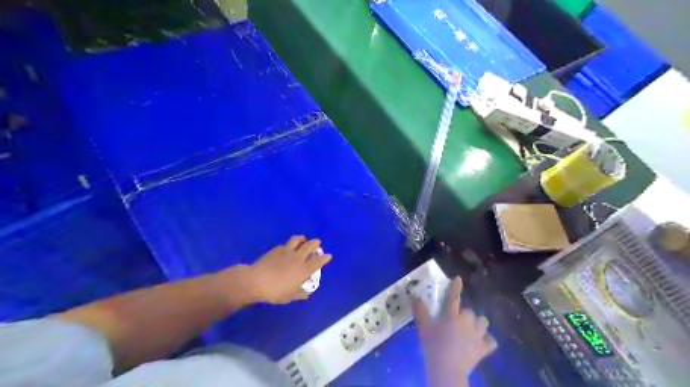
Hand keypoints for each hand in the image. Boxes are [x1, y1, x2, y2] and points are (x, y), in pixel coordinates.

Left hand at [246, 236, 330, 304]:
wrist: (256, 281)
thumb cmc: (276, 291)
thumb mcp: (290, 296)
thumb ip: (299, 294)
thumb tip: (306, 294)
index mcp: (304, 270)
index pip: (318, 261)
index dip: (324, 258)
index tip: (328, 255)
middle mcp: (298, 258)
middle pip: (309, 246)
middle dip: (315, 243)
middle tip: (317, 242)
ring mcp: (287, 252)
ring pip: (298, 240)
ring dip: (303, 239)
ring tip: (304, 239)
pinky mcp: (276, 249)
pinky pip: (286, 244)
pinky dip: (290, 244)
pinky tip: (288, 247)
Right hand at [411, 276, 498, 385]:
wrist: (447, 368)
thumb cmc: (433, 345)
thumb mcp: (423, 327)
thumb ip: (420, 311)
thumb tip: (413, 297)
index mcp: (452, 315)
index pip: (453, 297)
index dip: (456, 287)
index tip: (459, 279)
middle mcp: (466, 321)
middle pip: (470, 312)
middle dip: (466, 315)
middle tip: (457, 321)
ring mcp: (477, 335)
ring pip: (483, 322)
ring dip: (479, 324)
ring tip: (473, 328)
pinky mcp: (483, 348)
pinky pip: (491, 341)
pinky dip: (488, 340)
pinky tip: (484, 341)